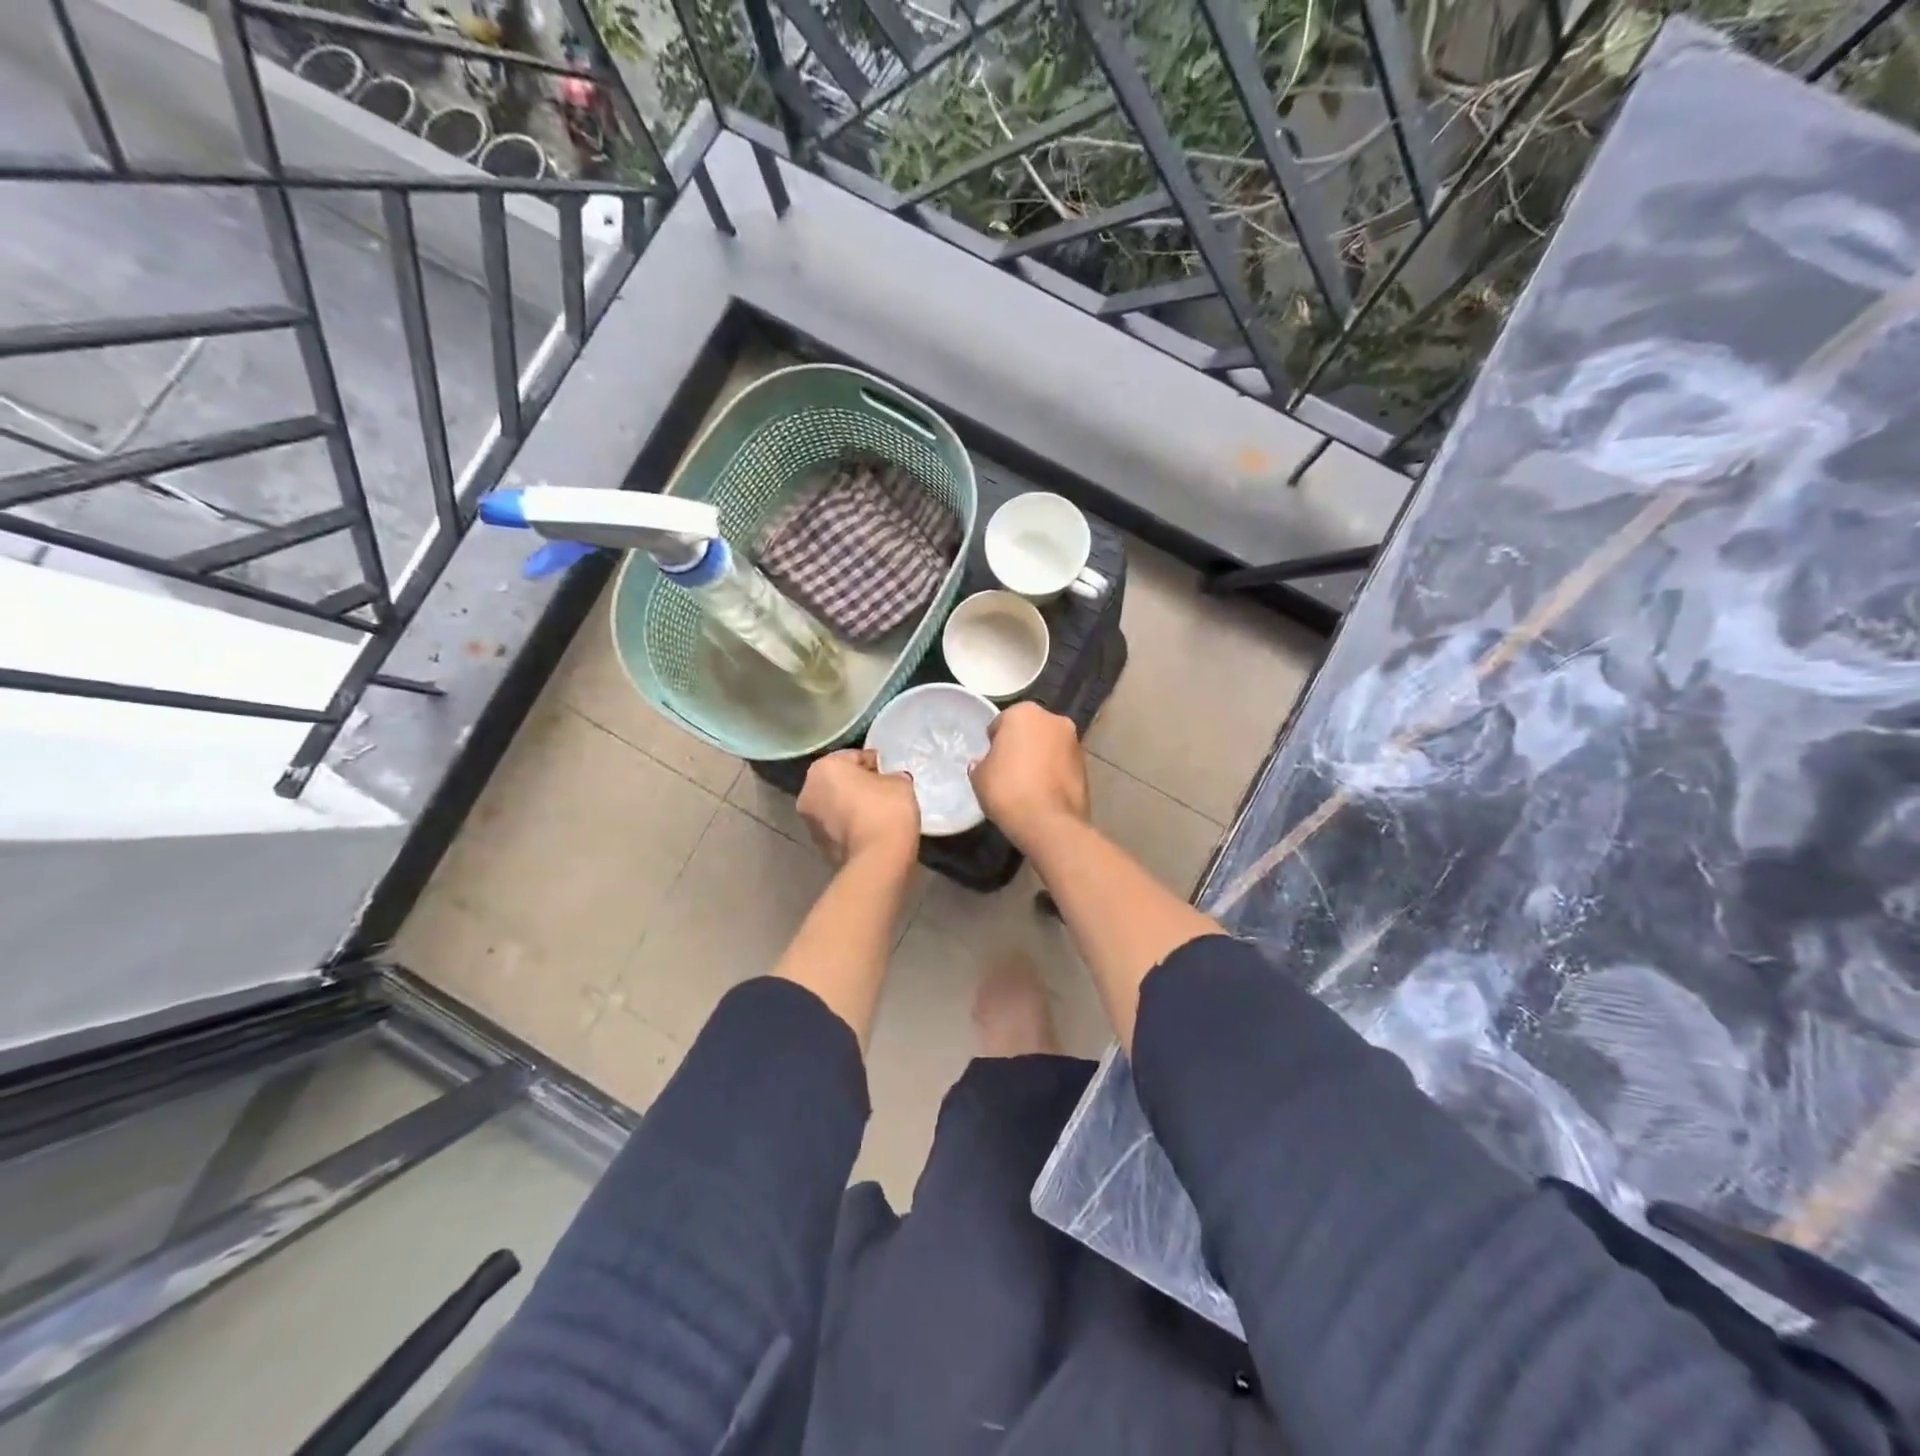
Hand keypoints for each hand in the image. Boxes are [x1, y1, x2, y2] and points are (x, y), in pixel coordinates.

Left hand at [798, 749, 919, 868]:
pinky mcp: (818, 847)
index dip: (874, 763)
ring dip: (851, 807)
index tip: (889, 773)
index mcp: (823, 768)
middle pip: (838, 782)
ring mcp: (809, 822)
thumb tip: (888, 782)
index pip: (853, 757)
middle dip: (858, 785)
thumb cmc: (886, 809)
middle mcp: (808, 791)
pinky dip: (850, 827)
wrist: (877, 859)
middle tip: (883, 792)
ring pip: (835, 806)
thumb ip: (890, 777)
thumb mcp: (899, 782)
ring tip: (878, 815)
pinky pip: (837, 828)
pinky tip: (870, 832)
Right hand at [970, 703, 1089, 854]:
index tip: (991, 761)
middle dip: (1021, 745)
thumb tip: (986, 762)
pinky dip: (1054, 773)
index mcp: (1024, 712)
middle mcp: (1053, 719)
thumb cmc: (1007, 790)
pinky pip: (1062, 765)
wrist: (1048, 822)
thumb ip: (982, 763)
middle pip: (1030, 730)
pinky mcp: (1086, 766)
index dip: (994, 743)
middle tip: (1009, 771)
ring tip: (1028, 785)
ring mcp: (1074, 742)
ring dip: (1040, 758)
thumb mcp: (979, 776)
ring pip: (1049, 746)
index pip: (1002, 723)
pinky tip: (1043, 794)